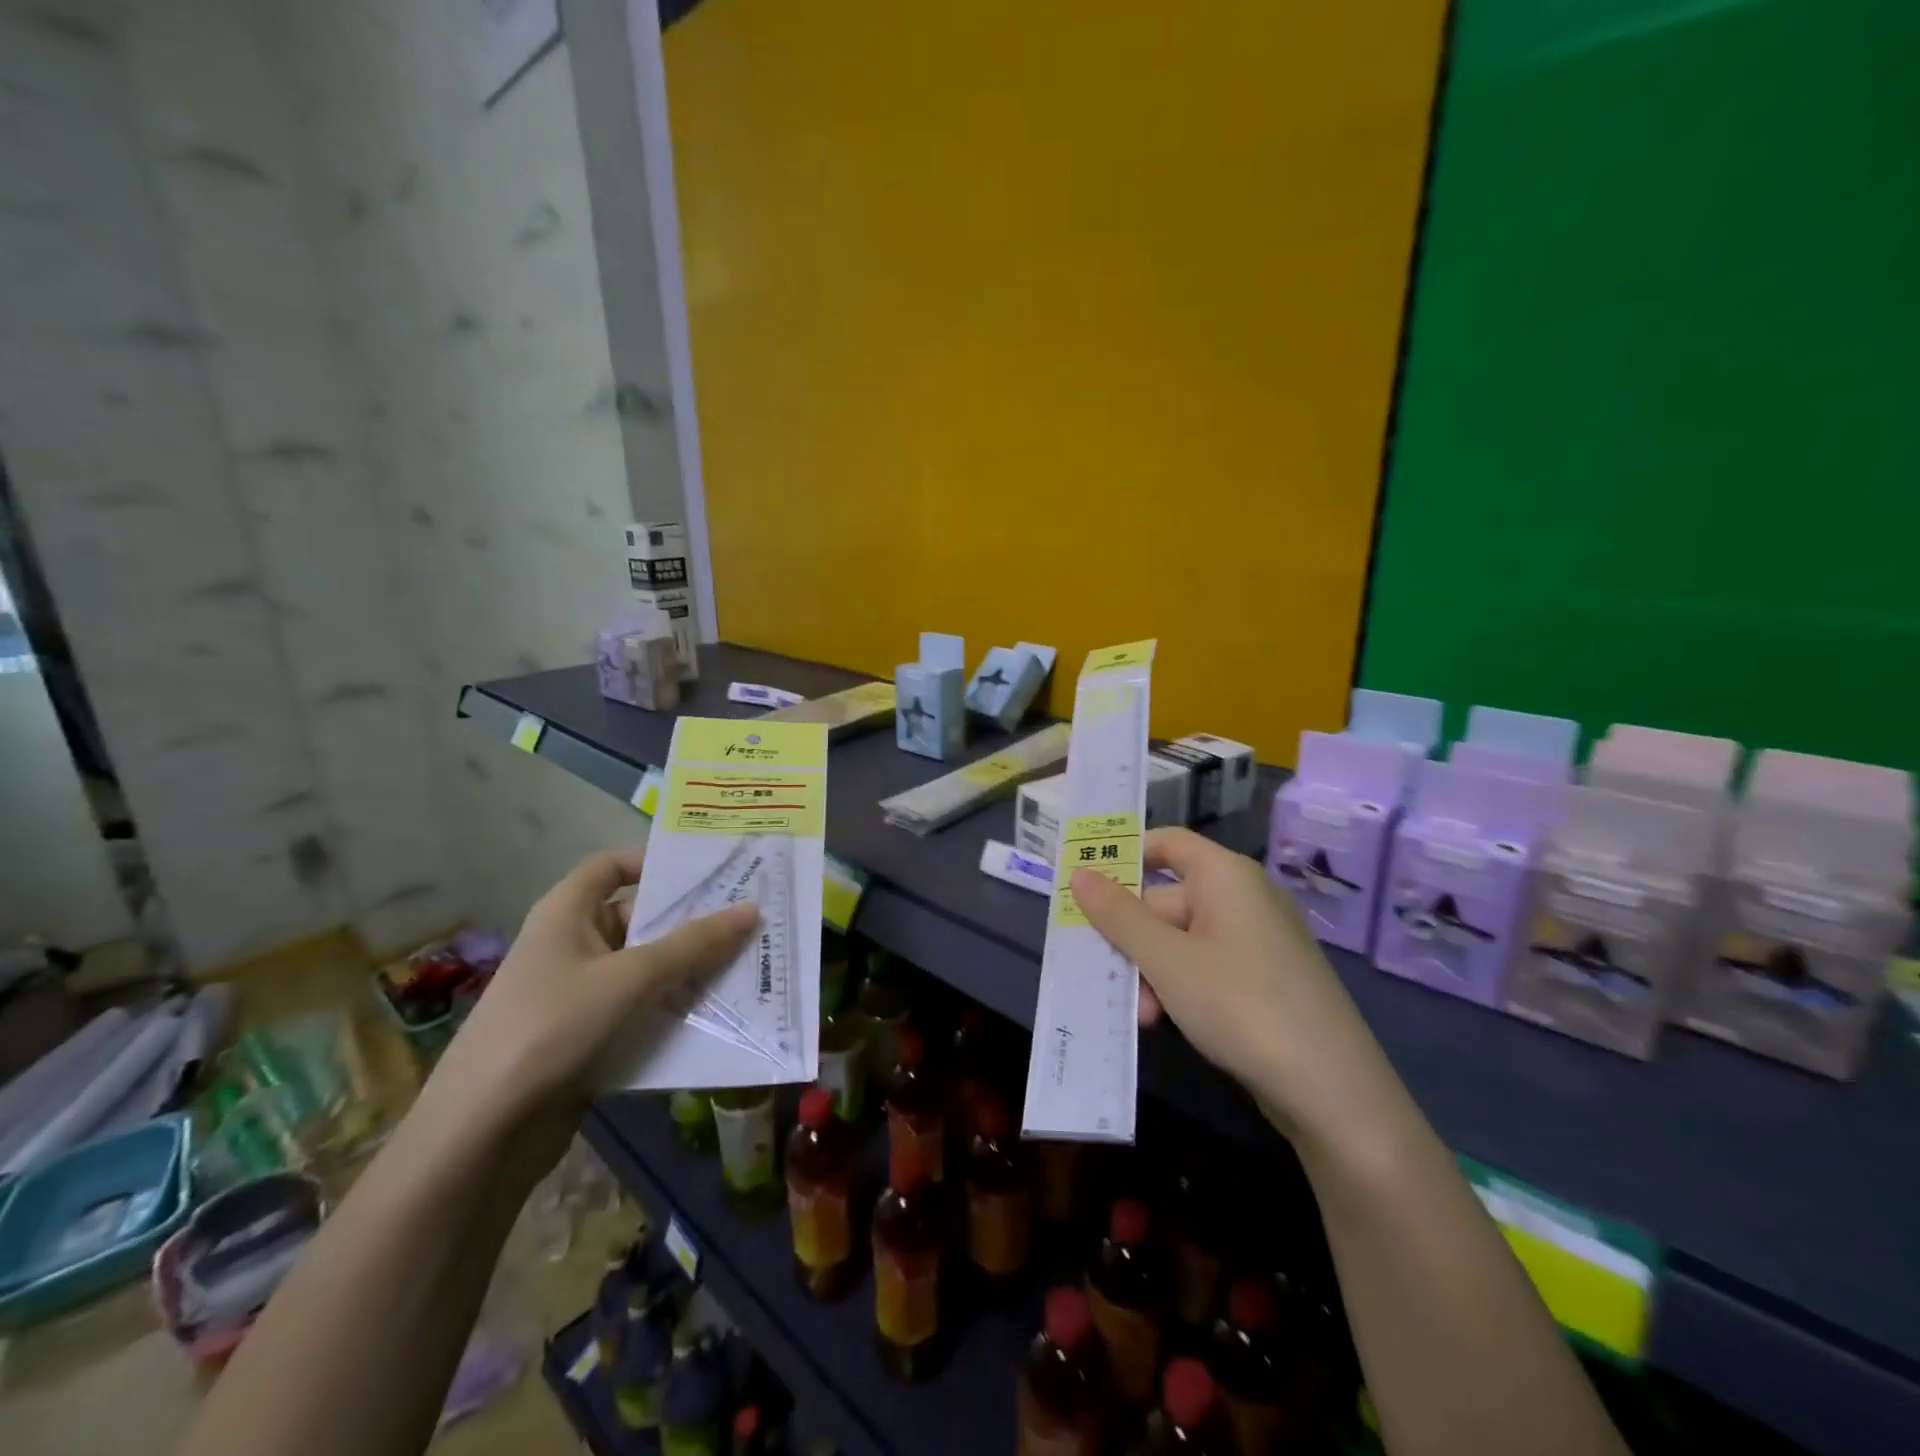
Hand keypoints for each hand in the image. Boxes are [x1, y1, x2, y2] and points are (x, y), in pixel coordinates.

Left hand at [423, 849, 757, 1158]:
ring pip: (645, 969)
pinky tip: (717, 1016)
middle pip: (638, 919)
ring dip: (689, 971)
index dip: (654, 862)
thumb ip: (694, 944)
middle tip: (750, 922)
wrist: (482, 1135)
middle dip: (691, 923)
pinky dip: (672, 1010)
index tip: (708, 872)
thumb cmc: (553, 1028)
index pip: (611, 866)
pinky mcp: (586, 1038)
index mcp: (567, 914)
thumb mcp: (631, 978)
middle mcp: (571, 945)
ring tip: (747, 967)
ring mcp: (577, 995)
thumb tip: (751, 910)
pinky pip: (640, 1010)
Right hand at [1071, 828, 1390, 1142]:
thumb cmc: (1240, 1004)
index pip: (1166, 843)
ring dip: (1151, 972)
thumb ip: (1118, 915)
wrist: (1332, 1091)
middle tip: (1101, 974)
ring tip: (1140, 1015)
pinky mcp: (1265, 979)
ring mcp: (1257, 940)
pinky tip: (1164, 1022)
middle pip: (1166, 899)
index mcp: (1225, 876)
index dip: (1125, 856)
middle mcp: (1243, 897)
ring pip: (1181, 940)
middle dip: (1131, 939)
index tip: (1084, 885)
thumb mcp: (1167, 960)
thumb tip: (1079, 873)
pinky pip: (1206, 966)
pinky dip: (1179, 987)